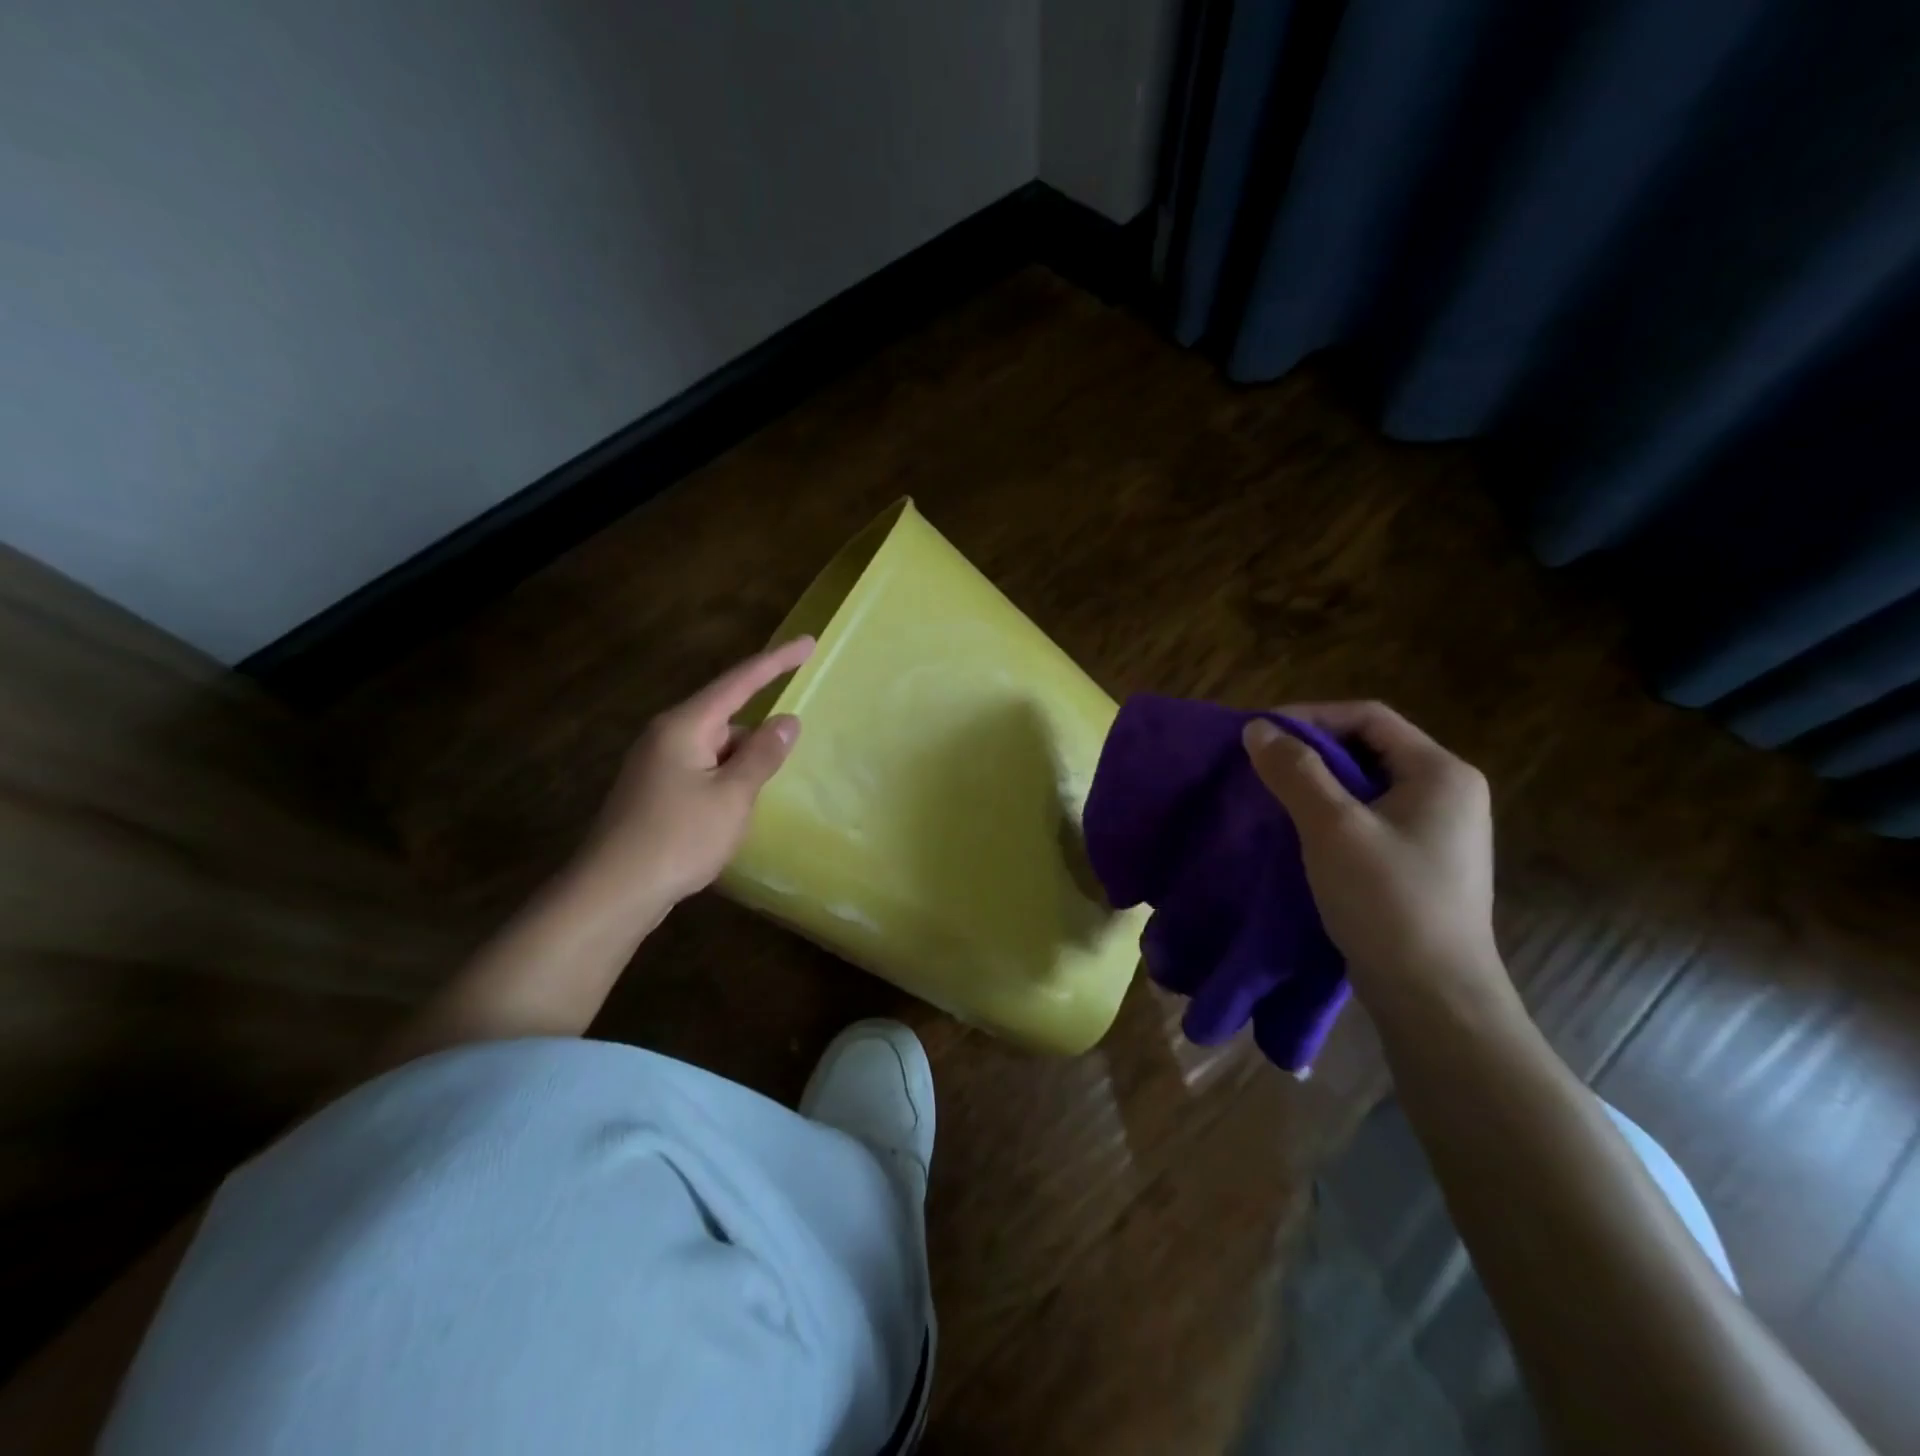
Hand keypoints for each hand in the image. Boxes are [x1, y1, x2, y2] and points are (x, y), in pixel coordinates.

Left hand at [578, 637, 813, 915]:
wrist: (613, 891)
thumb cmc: (678, 838)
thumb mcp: (733, 796)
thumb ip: (763, 754)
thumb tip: (788, 719)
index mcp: (685, 726)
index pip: (739, 681)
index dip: (776, 661)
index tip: (809, 643)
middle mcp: (666, 736)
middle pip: (726, 717)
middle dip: (758, 734)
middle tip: (788, 752)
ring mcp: (655, 764)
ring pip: (715, 748)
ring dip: (742, 764)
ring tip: (758, 798)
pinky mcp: (653, 792)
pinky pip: (701, 771)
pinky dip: (725, 780)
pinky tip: (733, 811)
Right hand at [1243, 701, 1512, 1014]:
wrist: (1433, 996)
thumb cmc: (1387, 900)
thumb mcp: (1332, 827)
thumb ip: (1295, 771)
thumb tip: (1258, 728)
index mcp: (1441, 773)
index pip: (1368, 717)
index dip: (1311, 717)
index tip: (1261, 736)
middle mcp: (1449, 793)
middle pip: (1369, 748)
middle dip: (1311, 752)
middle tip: (1262, 767)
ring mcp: (1439, 831)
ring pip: (1367, 786)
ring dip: (1318, 785)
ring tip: (1273, 798)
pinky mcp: (1422, 863)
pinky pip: (1371, 819)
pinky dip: (1332, 816)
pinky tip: (1301, 835)